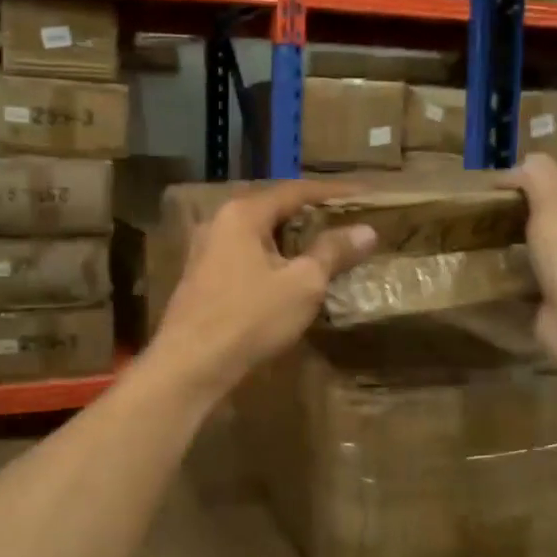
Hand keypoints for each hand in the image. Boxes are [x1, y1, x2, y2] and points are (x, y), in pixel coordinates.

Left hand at [146, 181, 377, 400]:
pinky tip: (289, 275)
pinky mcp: (202, 279)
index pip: (295, 191)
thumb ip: (333, 252)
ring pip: (258, 235)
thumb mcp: (302, 284)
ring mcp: (205, 251)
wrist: (190, 365)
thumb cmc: (250, 318)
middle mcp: (219, 223)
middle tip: (346, 222)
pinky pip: (245, 256)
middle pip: (274, 209)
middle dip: (311, 215)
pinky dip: (272, 259)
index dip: (333, 192)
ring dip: (291, 240)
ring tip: (324, 248)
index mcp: (242, 214)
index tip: (364, 196)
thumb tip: (366, 230)